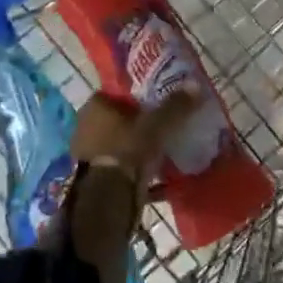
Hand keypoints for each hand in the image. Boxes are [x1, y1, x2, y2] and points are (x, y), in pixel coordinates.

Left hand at [70, 89, 197, 190]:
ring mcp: (88, 156)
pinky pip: (122, 170)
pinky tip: (161, 178)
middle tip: (164, 127)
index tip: (158, 102)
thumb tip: (196, 85)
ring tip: (165, 152)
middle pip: (118, 122)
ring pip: (120, 147)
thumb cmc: (128, 151)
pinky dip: (139, 173)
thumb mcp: (156, 125)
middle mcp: (86, 129)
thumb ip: (175, 106)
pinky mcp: (96, 180)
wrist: (109, 198)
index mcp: (95, 108)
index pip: (116, 94)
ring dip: (138, 150)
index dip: (137, 97)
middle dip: (139, 125)